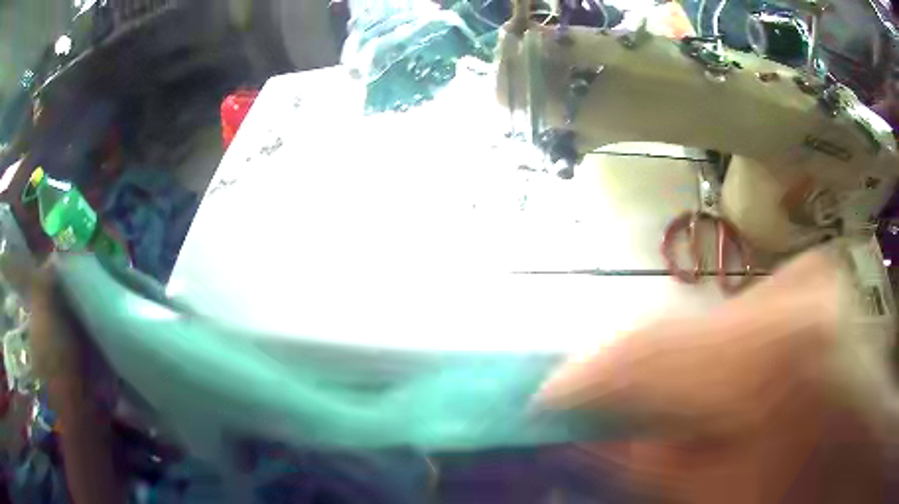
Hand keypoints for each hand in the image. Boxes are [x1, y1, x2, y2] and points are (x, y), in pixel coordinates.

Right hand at [538, 250, 894, 503]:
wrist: (861, 449)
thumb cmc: (802, 490)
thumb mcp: (721, 497)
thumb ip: (652, 462)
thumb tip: (587, 431)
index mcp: (771, 358)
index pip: (646, 351)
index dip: (584, 377)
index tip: (542, 398)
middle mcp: (787, 296)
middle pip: (673, 327)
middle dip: (625, 372)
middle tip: (589, 405)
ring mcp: (802, 278)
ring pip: (704, 315)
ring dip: (669, 362)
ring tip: (651, 401)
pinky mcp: (809, 280)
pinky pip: (737, 308)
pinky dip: (710, 344)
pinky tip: (710, 378)